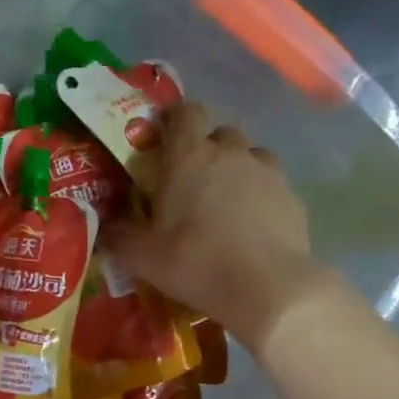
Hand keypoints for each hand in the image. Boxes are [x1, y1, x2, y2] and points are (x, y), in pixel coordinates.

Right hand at [110, 102, 343, 352]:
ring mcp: (267, 172)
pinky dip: (261, 195)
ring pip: (250, 155)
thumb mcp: (143, 257)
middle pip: (219, 132)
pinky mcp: (292, 196)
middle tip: (191, 180)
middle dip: (206, 148)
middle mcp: (230, 153)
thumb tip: (106, 228)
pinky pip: (272, 184)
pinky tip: (253, 225)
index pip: (185, 111)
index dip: (175, 119)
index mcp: (189, 156)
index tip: (164, 138)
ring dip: (237, 168)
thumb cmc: (196, 262)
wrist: (267, 287)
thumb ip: (119, 236)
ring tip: (226, 201)